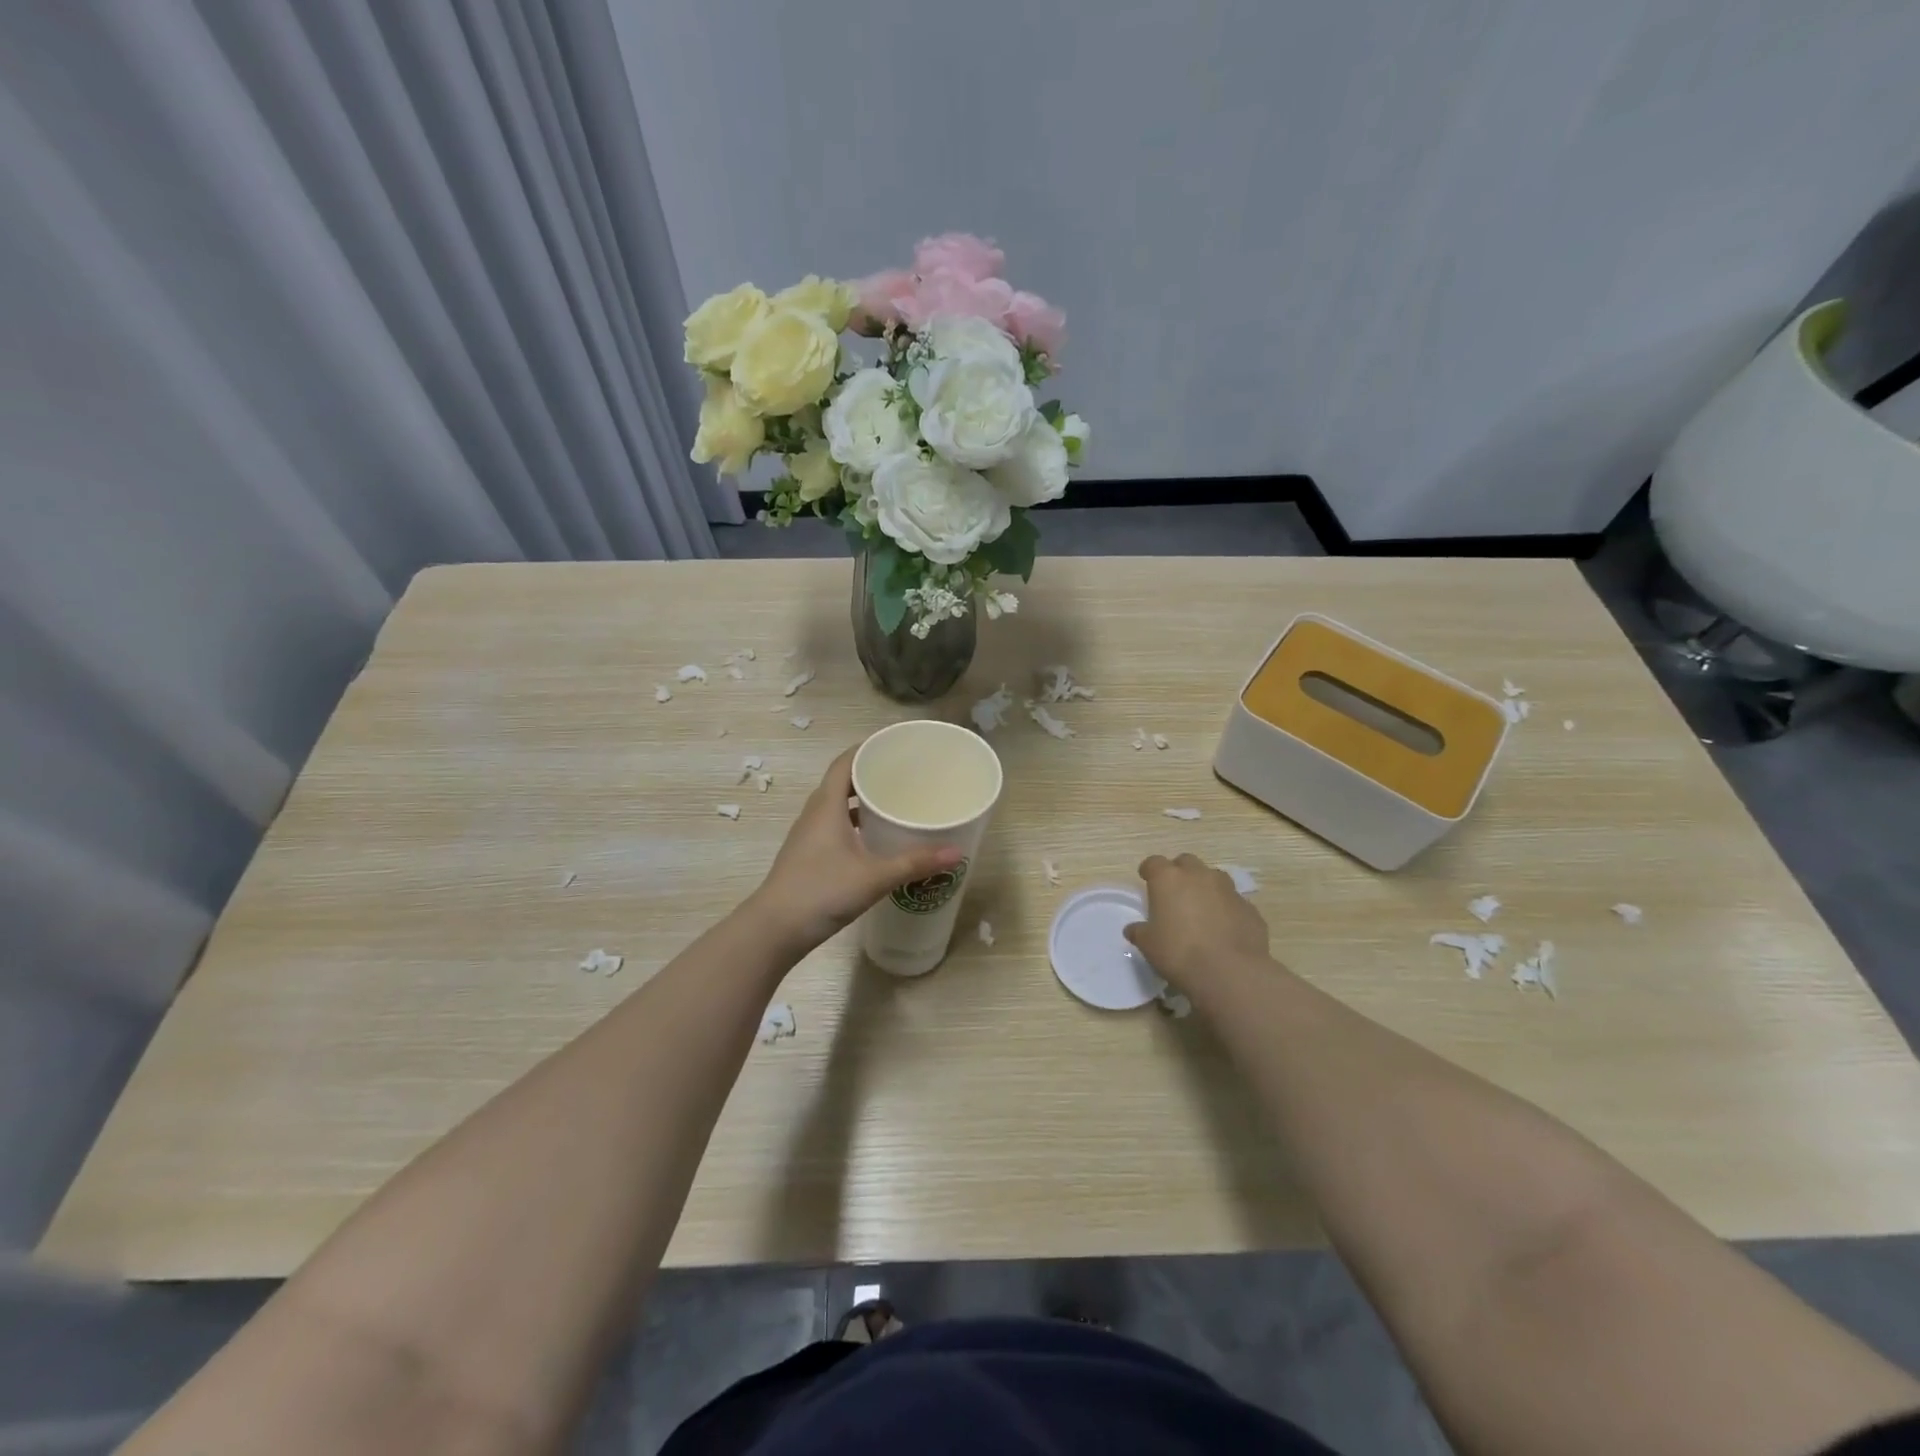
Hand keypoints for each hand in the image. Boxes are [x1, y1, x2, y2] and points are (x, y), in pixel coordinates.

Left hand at [745, 746, 962, 954]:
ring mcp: (808, 836)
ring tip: (894, 804)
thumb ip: (915, 863)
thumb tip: (957, 852)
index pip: (844, 762)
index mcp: (826, 806)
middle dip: (870, 774)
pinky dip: (855, 824)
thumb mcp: (875, 876)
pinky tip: (875, 840)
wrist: (775, 929)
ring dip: (861, 801)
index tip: (894, 745)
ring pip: (837, 806)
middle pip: (842, 781)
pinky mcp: (808, 856)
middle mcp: (814, 814)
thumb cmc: (822, 891)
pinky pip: (834, 826)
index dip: (866, 748)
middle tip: (904, 775)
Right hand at [1125, 852, 1274, 988]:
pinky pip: (1233, 902)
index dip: (1149, 870)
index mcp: (1169, 879)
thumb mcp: (1148, 945)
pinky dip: (1226, 909)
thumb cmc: (1179, 952)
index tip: (1146, 879)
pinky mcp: (1249, 908)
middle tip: (1175, 893)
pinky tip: (1223, 929)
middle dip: (1180, 873)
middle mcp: (1199, 876)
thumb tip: (1134, 929)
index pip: (1154, 862)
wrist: (1230, 972)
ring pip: (1214, 878)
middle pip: (1186, 862)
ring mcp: (1228, 890)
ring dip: (1205, 887)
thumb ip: (1139, 932)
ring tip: (1201, 909)